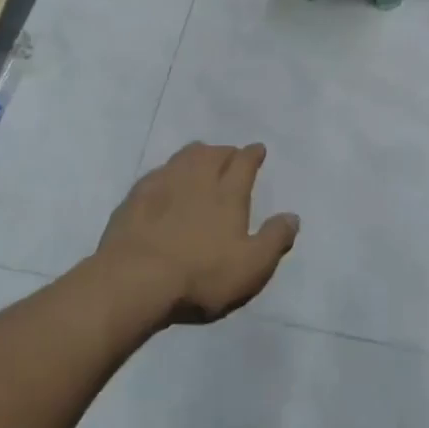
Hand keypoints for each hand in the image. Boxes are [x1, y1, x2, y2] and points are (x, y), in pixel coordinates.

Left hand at [98, 143, 298, 324]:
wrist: (135, 278)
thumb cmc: (200, 274)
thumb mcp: (251, 267)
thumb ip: (274, 239)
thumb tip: (293, 216)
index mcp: (227, 193)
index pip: (243, 163)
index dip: (252, 154)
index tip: (257, 149)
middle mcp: (197, 178)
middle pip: (213, 153)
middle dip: (225, 151)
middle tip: (230, 155)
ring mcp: (163, 183)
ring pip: (184, 156)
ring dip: (197, 154)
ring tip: (201, 157)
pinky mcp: (136, 196)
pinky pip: (158, 172)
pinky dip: (168, 171)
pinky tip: (166, 179)